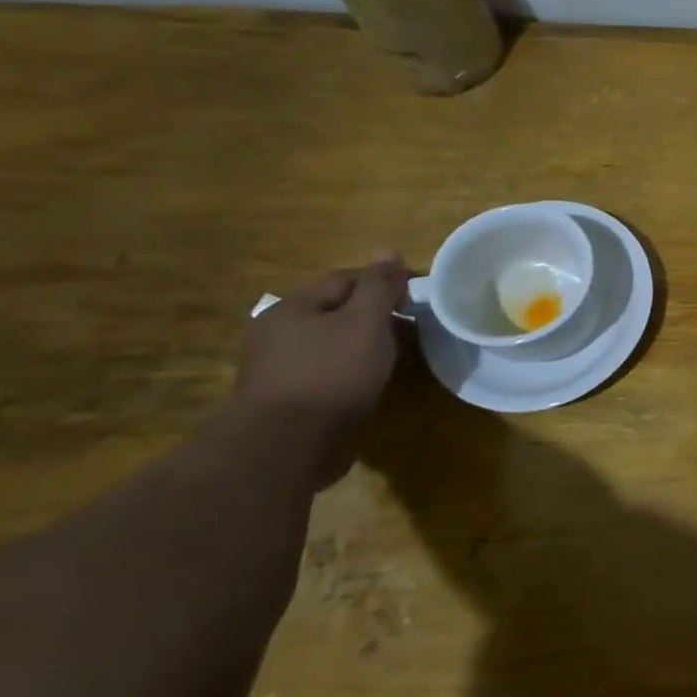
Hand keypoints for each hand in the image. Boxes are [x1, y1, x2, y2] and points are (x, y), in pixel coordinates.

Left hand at [233, 259, 409, 478]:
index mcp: (291, 308)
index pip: (346, 279)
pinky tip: (374, 380)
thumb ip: (379, 286)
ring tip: (399, 356)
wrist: (289, 445)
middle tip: (414, 327)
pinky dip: (354, 370)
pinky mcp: (289, 398)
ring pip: (334, 343)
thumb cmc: (332, 372)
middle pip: (338, 311)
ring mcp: (279, 368)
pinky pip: (329, 371)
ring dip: (367, 344)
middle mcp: (278, 333)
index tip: (418, 297)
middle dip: (378, 315)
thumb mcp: (366, 321)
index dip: (385, 282)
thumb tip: (389, 250)